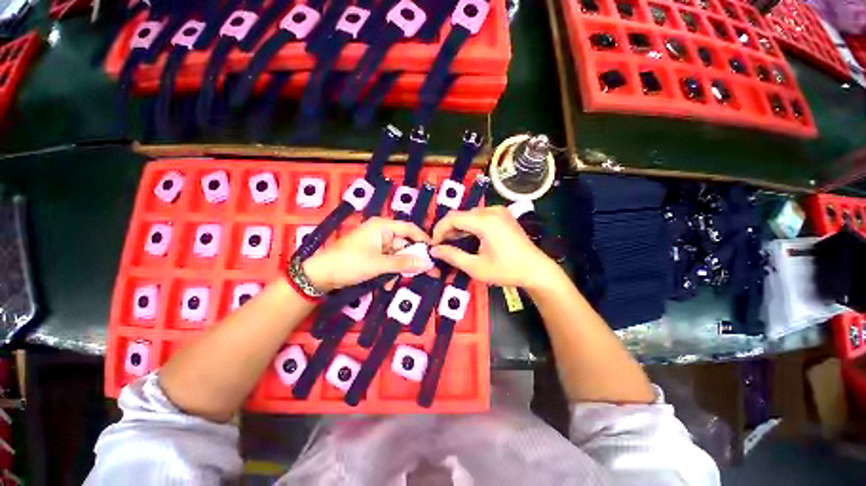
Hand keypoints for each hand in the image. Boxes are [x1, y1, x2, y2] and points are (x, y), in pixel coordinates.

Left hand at [303, 217, 429, 291]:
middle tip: (423, 272)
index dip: (423, 240)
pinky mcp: (371, 254)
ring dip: (399, 268)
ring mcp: (375, 243)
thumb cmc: (350, 263)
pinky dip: (389, 271)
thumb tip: (428, 263)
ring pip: (396, 254)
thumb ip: (404, 262)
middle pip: (404, 243)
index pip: (410, 229)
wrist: (320, 275)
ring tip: (398, 281)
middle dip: (411, 259)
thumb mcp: (379, 264)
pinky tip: (386, 283)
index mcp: (383, 226)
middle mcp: (381, 232)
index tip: (435, 252)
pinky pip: (387, 260)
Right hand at [429, 207, 559, 289]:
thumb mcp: (476, 267)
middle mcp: (491, 211)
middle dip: (448, 229)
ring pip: (469, 215)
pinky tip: (467, 238)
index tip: (434, 244)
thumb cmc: (506, 270)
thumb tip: (434, 250)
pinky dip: (470, 226)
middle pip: (461, 215)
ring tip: (451, 243)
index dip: (439, 229)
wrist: (536, 269)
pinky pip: (480, 216)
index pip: (453, 218)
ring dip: (458, 227)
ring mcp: (499, 211)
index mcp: (485, 221)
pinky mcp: (503, 215)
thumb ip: (452, 256)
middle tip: (441, 246)